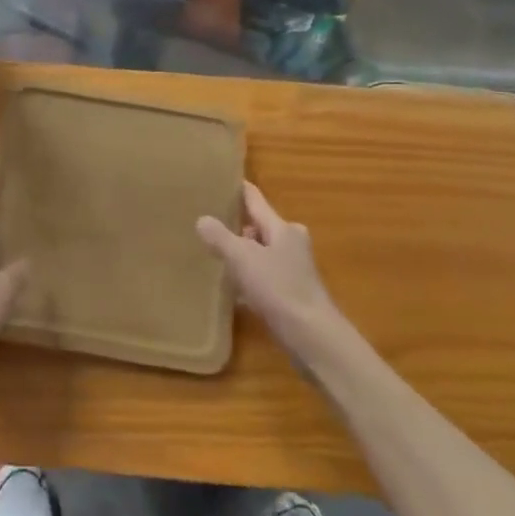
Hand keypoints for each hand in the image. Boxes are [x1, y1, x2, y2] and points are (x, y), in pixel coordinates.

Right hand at [197, 182, 339, 351]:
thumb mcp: (242, 259)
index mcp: (283, 228)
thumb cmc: (279, 288)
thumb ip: (220, 237)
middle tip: (209, 221)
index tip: (222, 178)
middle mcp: (291, 243)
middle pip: (260, 226)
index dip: (240, 189)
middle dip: (237, 224)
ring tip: (214, 253)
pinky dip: (248, 277)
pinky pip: (264, 276)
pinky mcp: (292, 294)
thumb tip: (202, 219)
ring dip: (243, 253)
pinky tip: (231, 288)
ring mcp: (294, 270)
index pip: (256, 200)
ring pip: (262, 253)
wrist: (312, 337)